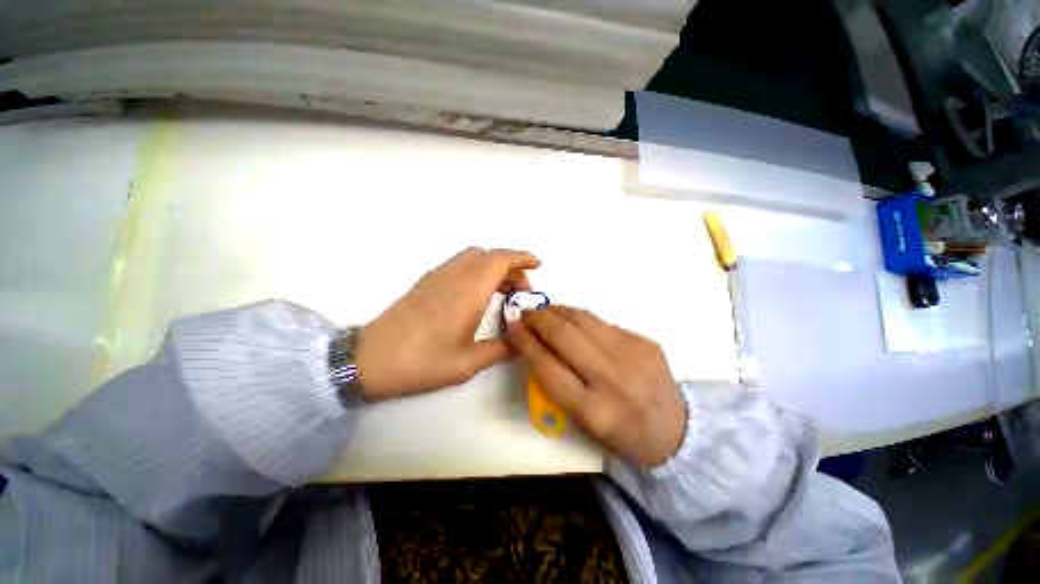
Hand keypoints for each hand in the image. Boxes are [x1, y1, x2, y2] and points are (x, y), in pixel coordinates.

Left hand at [356, 247, 539, 400]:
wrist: (369, 360)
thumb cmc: (421, 363)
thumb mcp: (467, 364)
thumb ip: (501, 349)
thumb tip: (522, 341)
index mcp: (468, 292)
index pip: (501, 259)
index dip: (523, 257)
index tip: (538, 266)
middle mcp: (454, 276)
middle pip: (490, 255)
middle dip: (512, 266)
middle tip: (521, 292)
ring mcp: (438, 275)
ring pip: (474, 256)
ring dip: (494, 266)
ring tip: (502, 292)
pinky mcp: (427, 281)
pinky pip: (460, 263)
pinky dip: (477, 269)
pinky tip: (478, 294)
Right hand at [506, 306, 686, 466]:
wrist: (674, 432)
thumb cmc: (618, 432)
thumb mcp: (580, 421)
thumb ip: (555, 383)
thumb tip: (536, 342)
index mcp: (592, 411)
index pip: (547, 366)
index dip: (525, 342)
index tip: (513, 327)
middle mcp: (613, 380)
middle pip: (565, 336)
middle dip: (539, 319)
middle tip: (527, 313)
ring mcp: (634, 356)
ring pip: (585, 320)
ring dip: (559, 311)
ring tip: (546, 311)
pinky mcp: (647, 342)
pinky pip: (604, 323)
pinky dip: (582, 318)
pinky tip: (574, 320)